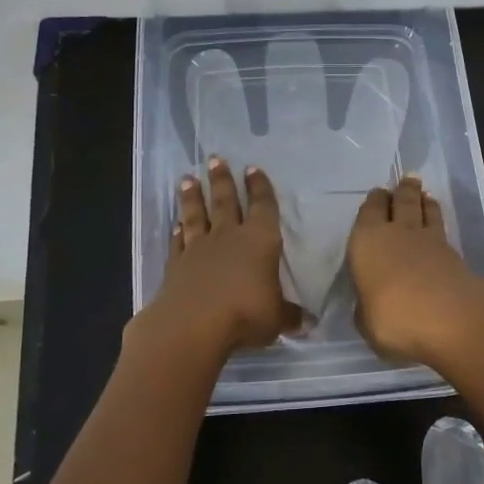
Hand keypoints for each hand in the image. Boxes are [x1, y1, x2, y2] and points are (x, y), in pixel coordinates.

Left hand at [139, 158, 301, 357]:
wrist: (193, 325)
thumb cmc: (245, 315)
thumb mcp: (276, 318)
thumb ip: (289, 316)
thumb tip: (307, 322)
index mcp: (260, 241)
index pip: (263, 207)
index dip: (260, 187)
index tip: (253, 169)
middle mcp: (229, 237)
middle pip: (225, 201)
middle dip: (221, 179)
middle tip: (215, 159)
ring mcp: (199, 248)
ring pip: (196, 214)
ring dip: (192, 196)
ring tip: (187, 178)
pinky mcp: (176, 264)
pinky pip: (178, 242)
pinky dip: (176, 231)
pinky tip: (175, 224)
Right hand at [347, 175, 483, 369]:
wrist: (451, 321)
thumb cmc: (394, 319)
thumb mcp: (366, 322)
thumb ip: (366, 307)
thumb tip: (370, 302)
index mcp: (367, 241)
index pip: (369, 211)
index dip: (374, 202)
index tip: (378, 195)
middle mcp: (397, 232)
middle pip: (401, 201)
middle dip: (402, 191)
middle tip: (405, 182)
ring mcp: (430, 241)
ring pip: (425, 210)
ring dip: (423, 201)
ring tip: (424, 195)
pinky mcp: (455, 254)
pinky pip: (442, 230)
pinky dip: (438, 222)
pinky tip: (437, 228)